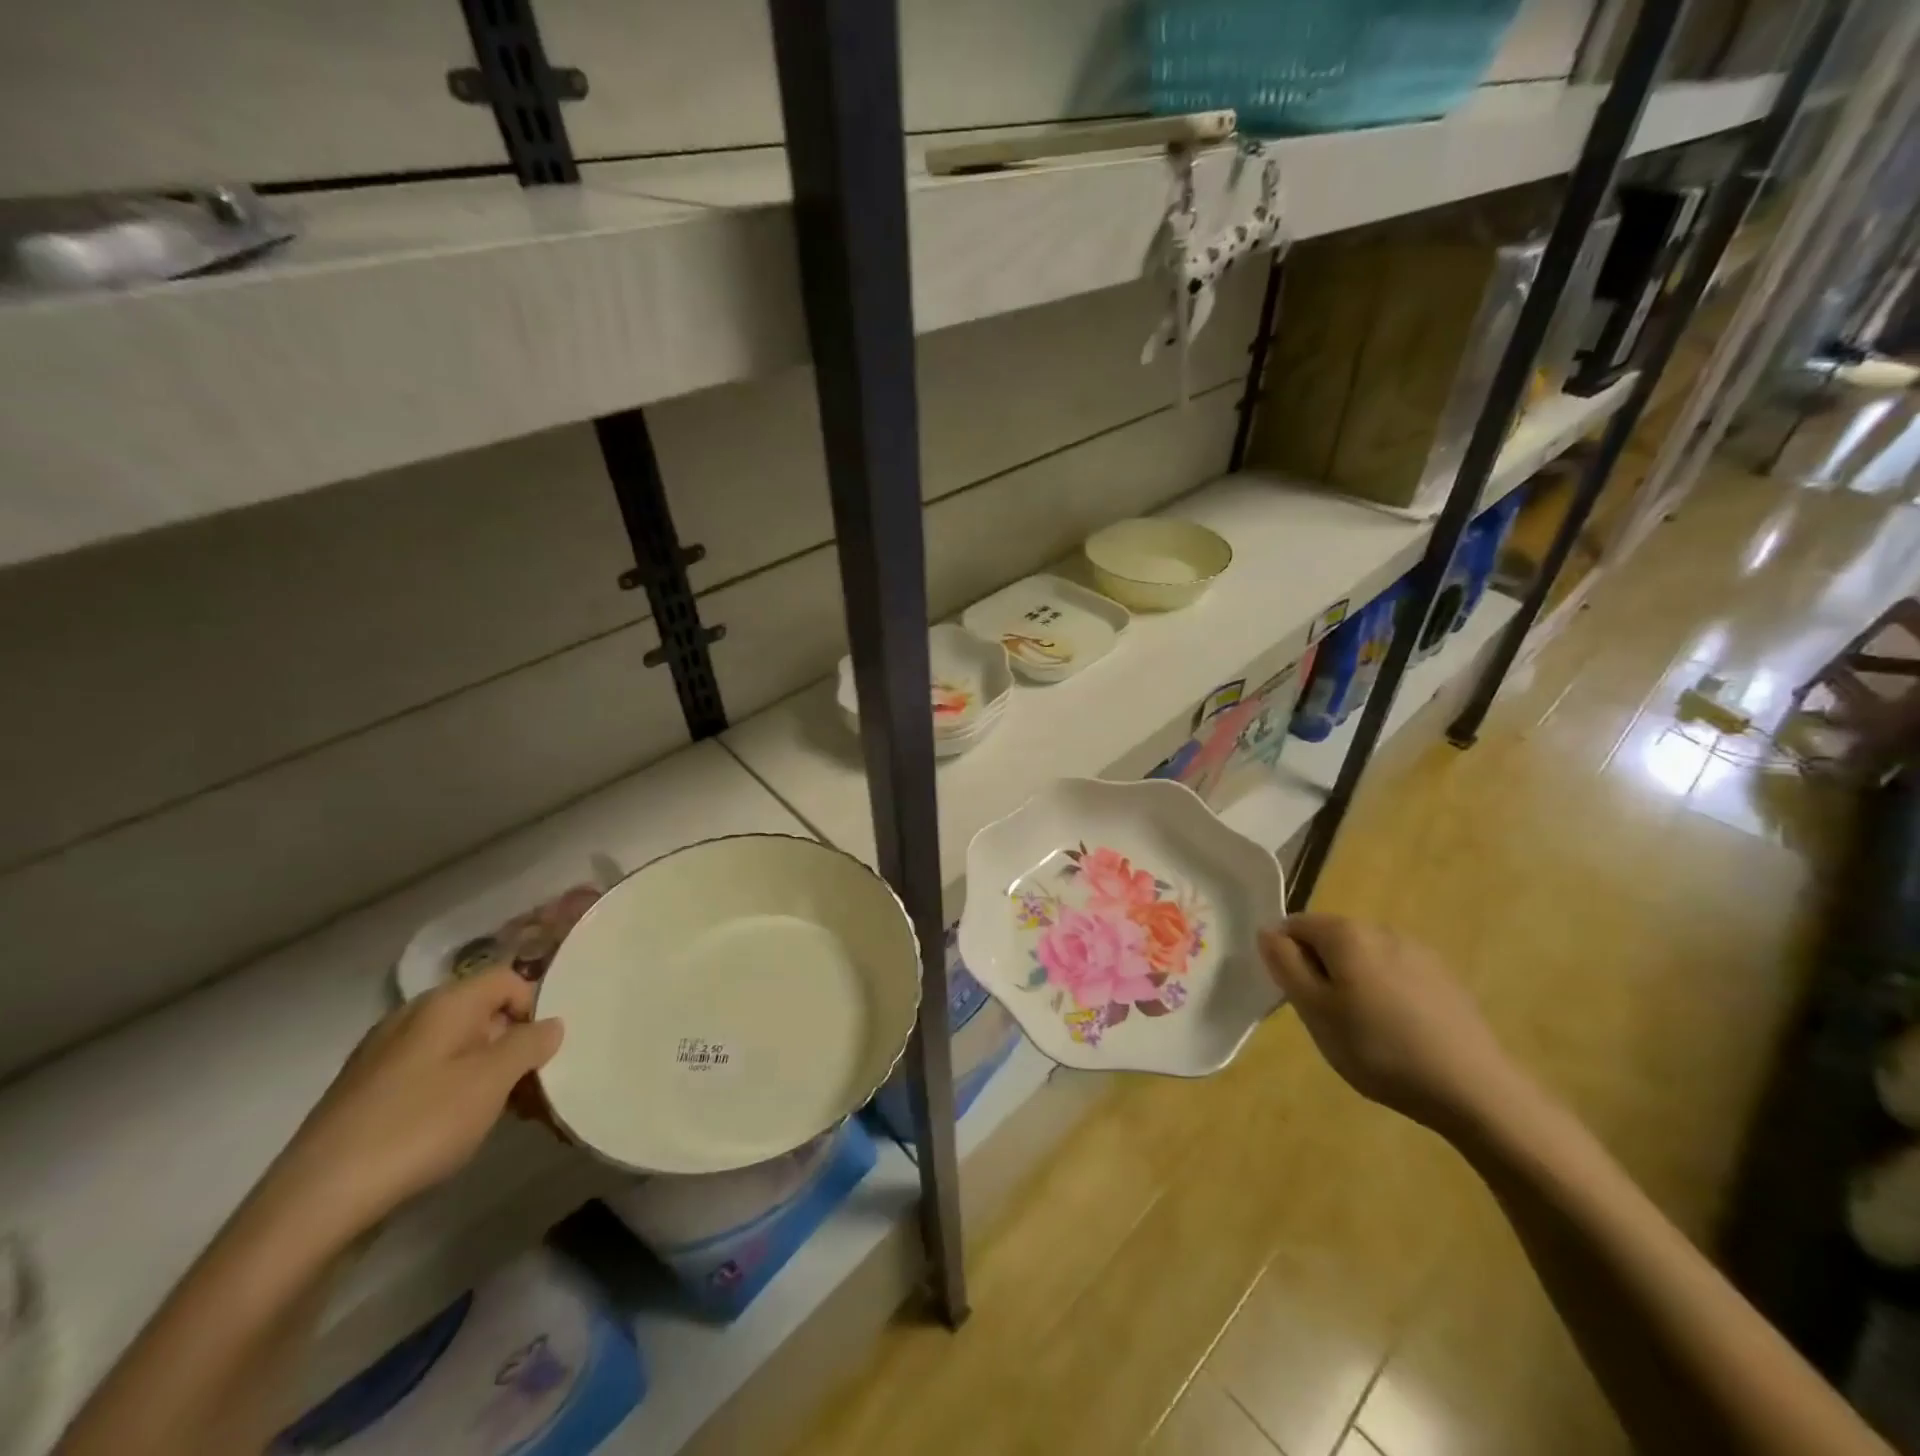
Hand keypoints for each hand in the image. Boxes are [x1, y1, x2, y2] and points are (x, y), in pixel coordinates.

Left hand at [265, 969, 564, 1241]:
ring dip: (488, 1072)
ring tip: (502, 1115)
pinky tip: (455, 1131)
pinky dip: (453, 1091)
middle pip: (482, 1013)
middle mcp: (411, 1017)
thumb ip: (531, 1043)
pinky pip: (428, 1074)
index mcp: (443, 1003)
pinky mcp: (365, 1093)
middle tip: (532, 1089)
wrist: (314, 1203)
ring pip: (456, 1047)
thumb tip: (550, 1024)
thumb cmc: (418, 1126)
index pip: (507, 979)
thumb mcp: (493, 1081)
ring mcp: (382, 1055)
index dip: (534, 1007)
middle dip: (514, 1045)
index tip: (544, 1052)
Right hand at [1261, 913, 1526, 1134]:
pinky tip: (1399, 1033)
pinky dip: (1386, 994)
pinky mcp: (1445, 980)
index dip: (1285, 957)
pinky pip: (1397, 975)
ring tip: (1363, 1030)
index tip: (1295, 998)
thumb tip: (1267, 932)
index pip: (1294, 925)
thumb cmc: (1378, 1048)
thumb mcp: (1314, 1011)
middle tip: (1325, 1018)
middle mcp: (1381, 929)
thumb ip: (1285, 965)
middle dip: (1320, 969)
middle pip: (1331, 939)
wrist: (1474, 1090)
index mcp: (1346, 933)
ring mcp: (1419, 953)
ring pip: (1365, 958)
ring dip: (1353, 982)